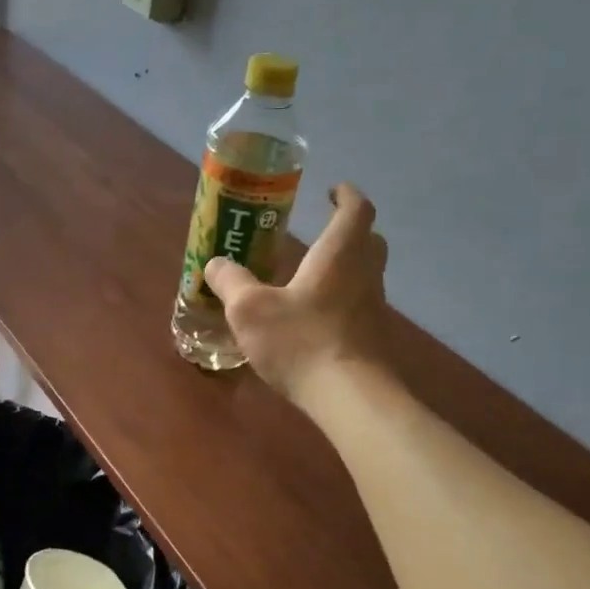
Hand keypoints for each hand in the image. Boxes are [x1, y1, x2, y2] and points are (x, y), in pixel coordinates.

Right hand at [205, 182, 391, 405]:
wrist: (350, 398)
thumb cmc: (301, 341)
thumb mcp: (249, 309)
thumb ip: (230, 281)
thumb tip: (215, 263)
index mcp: (339, 254)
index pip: (356, 209)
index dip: (346, 195)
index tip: (332, 190)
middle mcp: (364, 274)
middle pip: (369, 240)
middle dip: (349, 230)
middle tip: (322, 231)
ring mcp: (374, 308)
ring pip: (366, 274)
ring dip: (345, 266)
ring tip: (311, 275)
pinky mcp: (373, 338)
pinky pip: (360, 305)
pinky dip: (342, 299)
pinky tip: (315, 318)